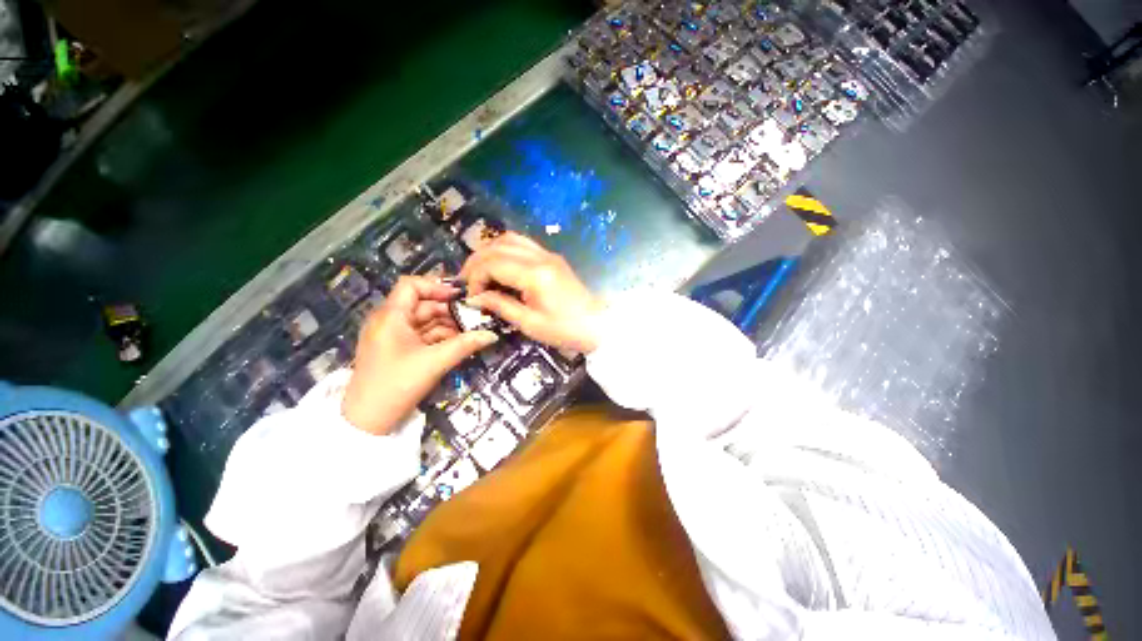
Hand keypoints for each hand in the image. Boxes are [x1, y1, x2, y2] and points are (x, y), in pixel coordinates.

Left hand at [342, 276, 496, 434]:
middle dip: (449, 310)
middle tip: (475, 317)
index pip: (412, 285)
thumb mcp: (435, 362)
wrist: (368, 420)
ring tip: (471, 331)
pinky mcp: (397, 349)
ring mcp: (392, 335)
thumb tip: (492, 334)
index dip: (437, 286)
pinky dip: (439, 337)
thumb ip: (465, 345)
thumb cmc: (397, 384)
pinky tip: (458, 342)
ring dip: (447, 325)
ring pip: (424, 321)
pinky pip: (421, 335)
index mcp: (391, 316)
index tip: (461, 297)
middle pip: (422, 304)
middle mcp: (389, 320)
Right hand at [459, 233, 604, 352]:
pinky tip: (499, 265)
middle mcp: (541, 257)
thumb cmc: (564, 329)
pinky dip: (505, 250)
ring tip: (479, 270)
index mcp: (535, 274)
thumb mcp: (528, 323)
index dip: (475, 277)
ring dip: (490, 251)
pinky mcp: (552, 257)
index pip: (493, 263)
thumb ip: (500, 305)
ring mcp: (548, 254)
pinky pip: (523, 244)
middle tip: (466, 280)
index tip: (472, 296)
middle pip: (498, 246)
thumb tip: (475, 298)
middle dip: (477, 261)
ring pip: (510, 239)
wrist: (596, 325)